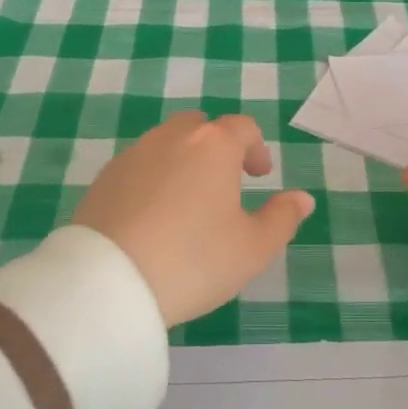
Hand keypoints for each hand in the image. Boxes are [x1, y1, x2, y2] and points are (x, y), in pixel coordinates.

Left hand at [75, 112, 315, 325]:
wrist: (109, 281)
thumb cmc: (193, 260)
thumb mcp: (252, 248)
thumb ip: (282, 218)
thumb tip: (302, 198)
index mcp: (213, 145)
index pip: (243, 127)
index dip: (256, 148)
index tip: (260, 176)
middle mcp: (172, 137)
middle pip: (201, 127)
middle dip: (218, 147)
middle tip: (226, 181)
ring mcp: (134, 154)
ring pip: (167, 143)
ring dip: (184, 160)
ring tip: (189, 199)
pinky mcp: (104, 177)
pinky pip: (139, 165)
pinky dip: (153, 178)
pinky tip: (153, 214)